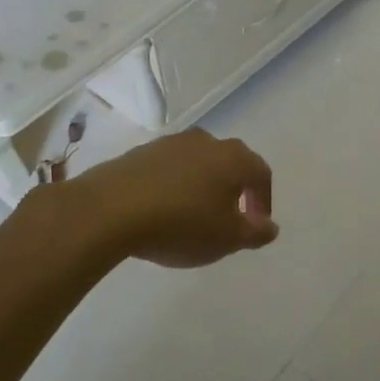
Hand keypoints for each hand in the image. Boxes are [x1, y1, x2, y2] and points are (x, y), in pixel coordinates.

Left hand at [66, 130, 278, 268]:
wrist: (109, 210)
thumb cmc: (181, 224)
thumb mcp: (227, 238)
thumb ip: (255, 232)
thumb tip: (270, 226)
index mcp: (233, 158)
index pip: (261, 174)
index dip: (263, 201)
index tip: (256, 225)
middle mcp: (205, 141)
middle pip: (230, 164)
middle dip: (234, 191)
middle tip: (229, 219)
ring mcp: (169, 143)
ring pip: (198, 164)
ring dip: (203, 187)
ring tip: (194, 217)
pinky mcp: (139, 152)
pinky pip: (169, 169)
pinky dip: (174, 186)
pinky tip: (163, 211)